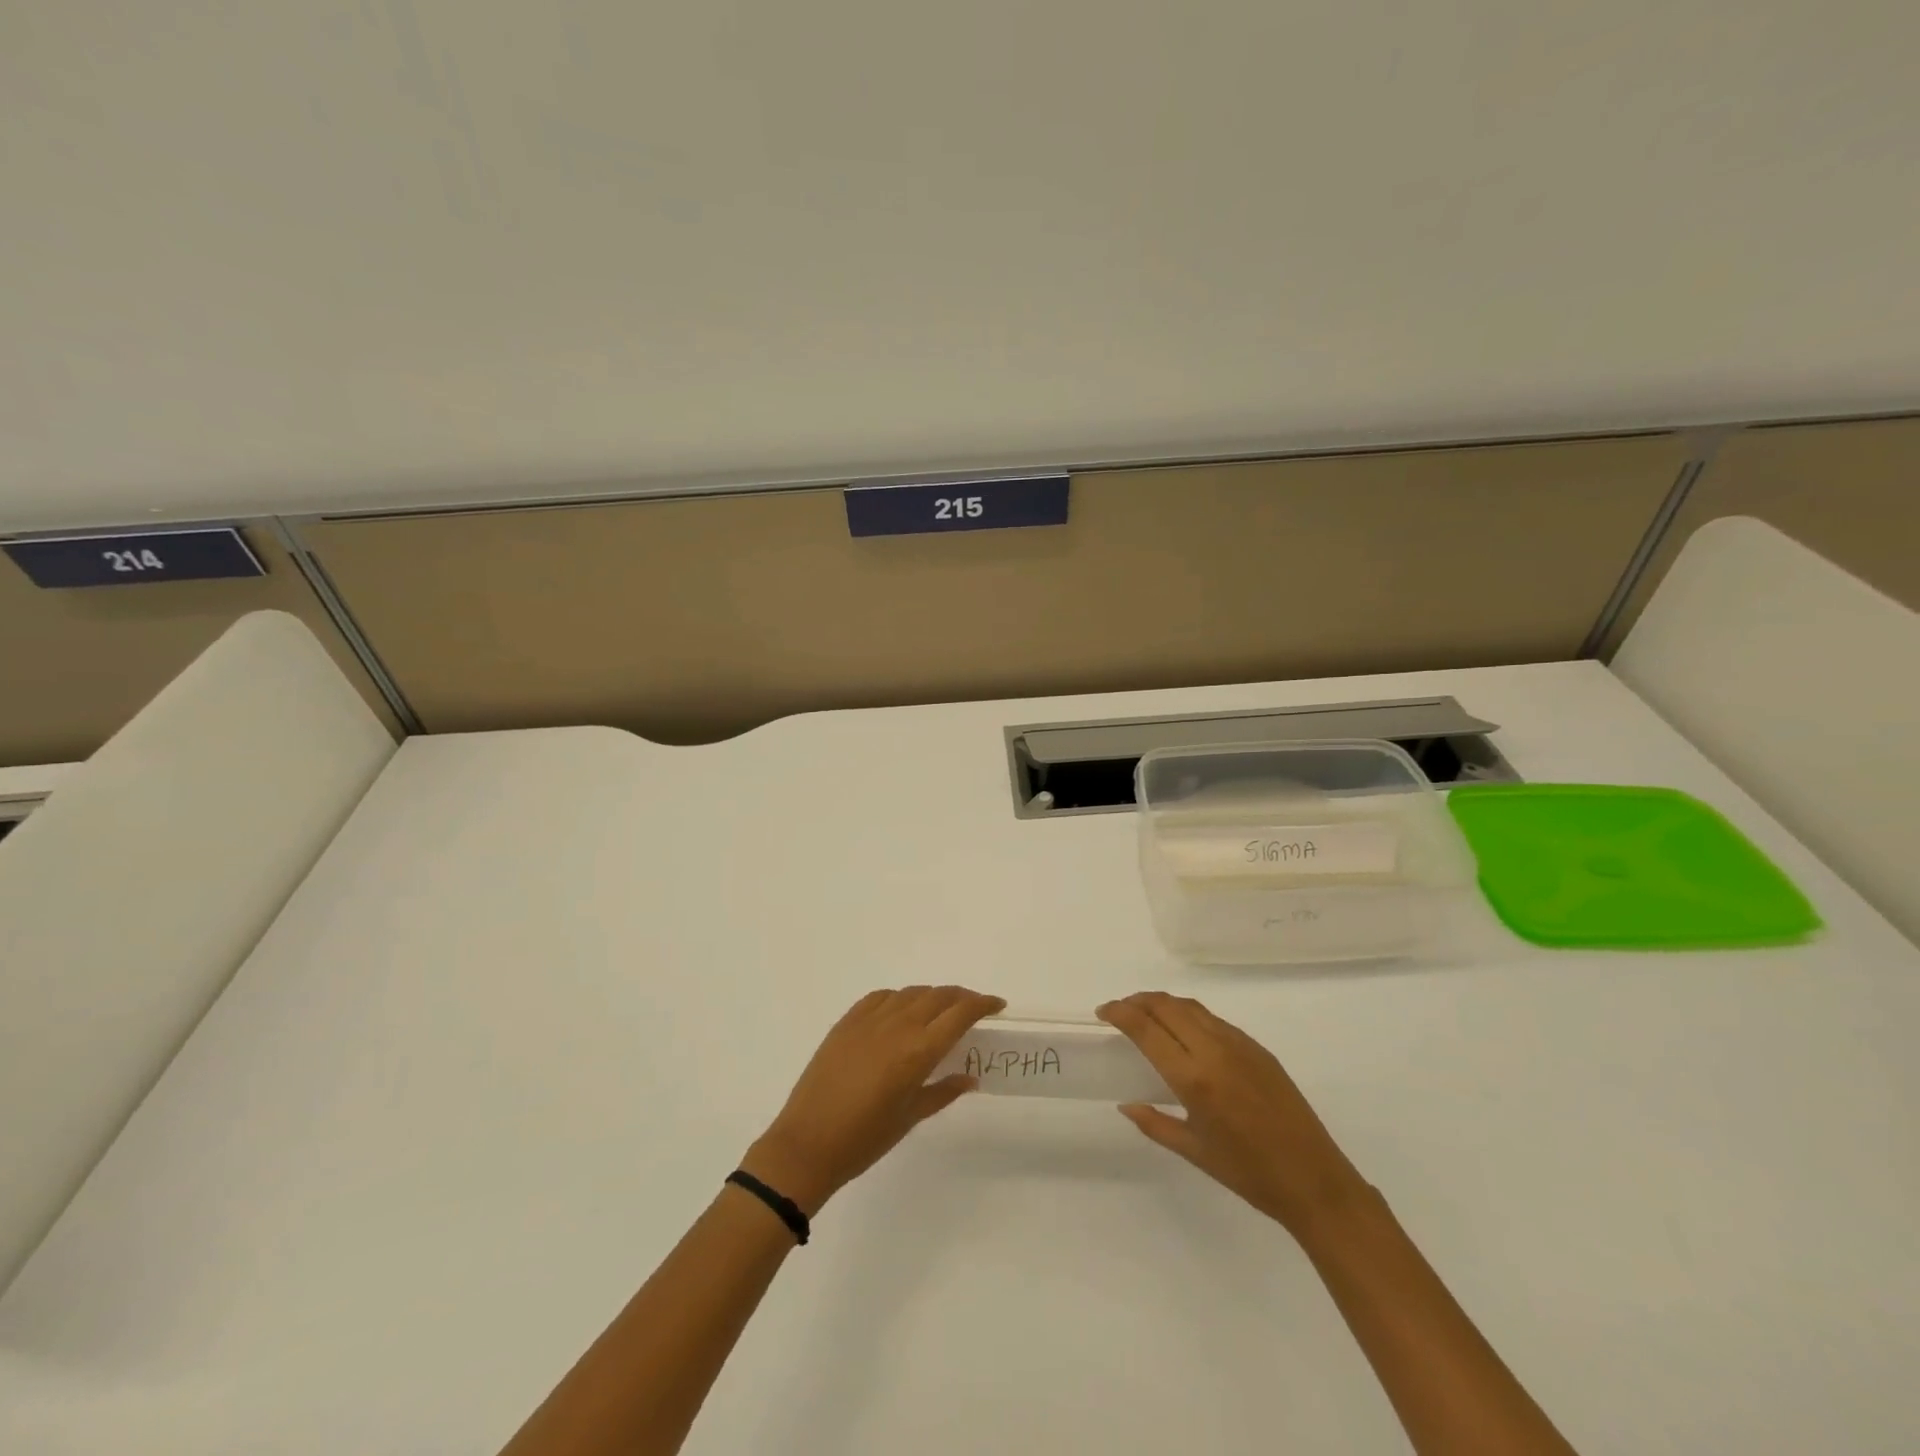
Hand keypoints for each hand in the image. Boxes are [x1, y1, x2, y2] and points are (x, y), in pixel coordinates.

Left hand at [740, 986, 1005, 1216]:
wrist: (806, 1143)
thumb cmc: (864, 1139)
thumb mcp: (911, 1117)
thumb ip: (943, 1090)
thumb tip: (969, 1076)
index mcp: (918, 1050)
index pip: (960, 1014)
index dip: (982, 1004)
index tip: (997, 1005)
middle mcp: (898, 1025)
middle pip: (939, 996)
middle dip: (962, 998)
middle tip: (974, 1008)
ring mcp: (869, 1019)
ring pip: (911, 993)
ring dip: (932, 997)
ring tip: (940, 1011)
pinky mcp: (847, 1021)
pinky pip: (882, 997)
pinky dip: (900, 998)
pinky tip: (901, 1012)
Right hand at [1098, 992, 1368, 1236]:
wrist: (1315, 1180)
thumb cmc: (1249, 1174)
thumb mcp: (1195, 1152)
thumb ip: (1155, 1123)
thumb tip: (1126, 1104)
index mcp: (1195, 1079)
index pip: (1147, 1029)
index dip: (1120, 1013)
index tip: (1103, 1012)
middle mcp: (1214, 1051)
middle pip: (1167, 1006)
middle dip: (1137, 1001)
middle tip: (1119, 1010)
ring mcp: (1239, 1045)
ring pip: (1191, 1007)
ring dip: (1163, 1003)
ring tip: (1145, 1013)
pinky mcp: (1258, 1048)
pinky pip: (1213, 1019)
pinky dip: (1188, 1014)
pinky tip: (1183, 1031)